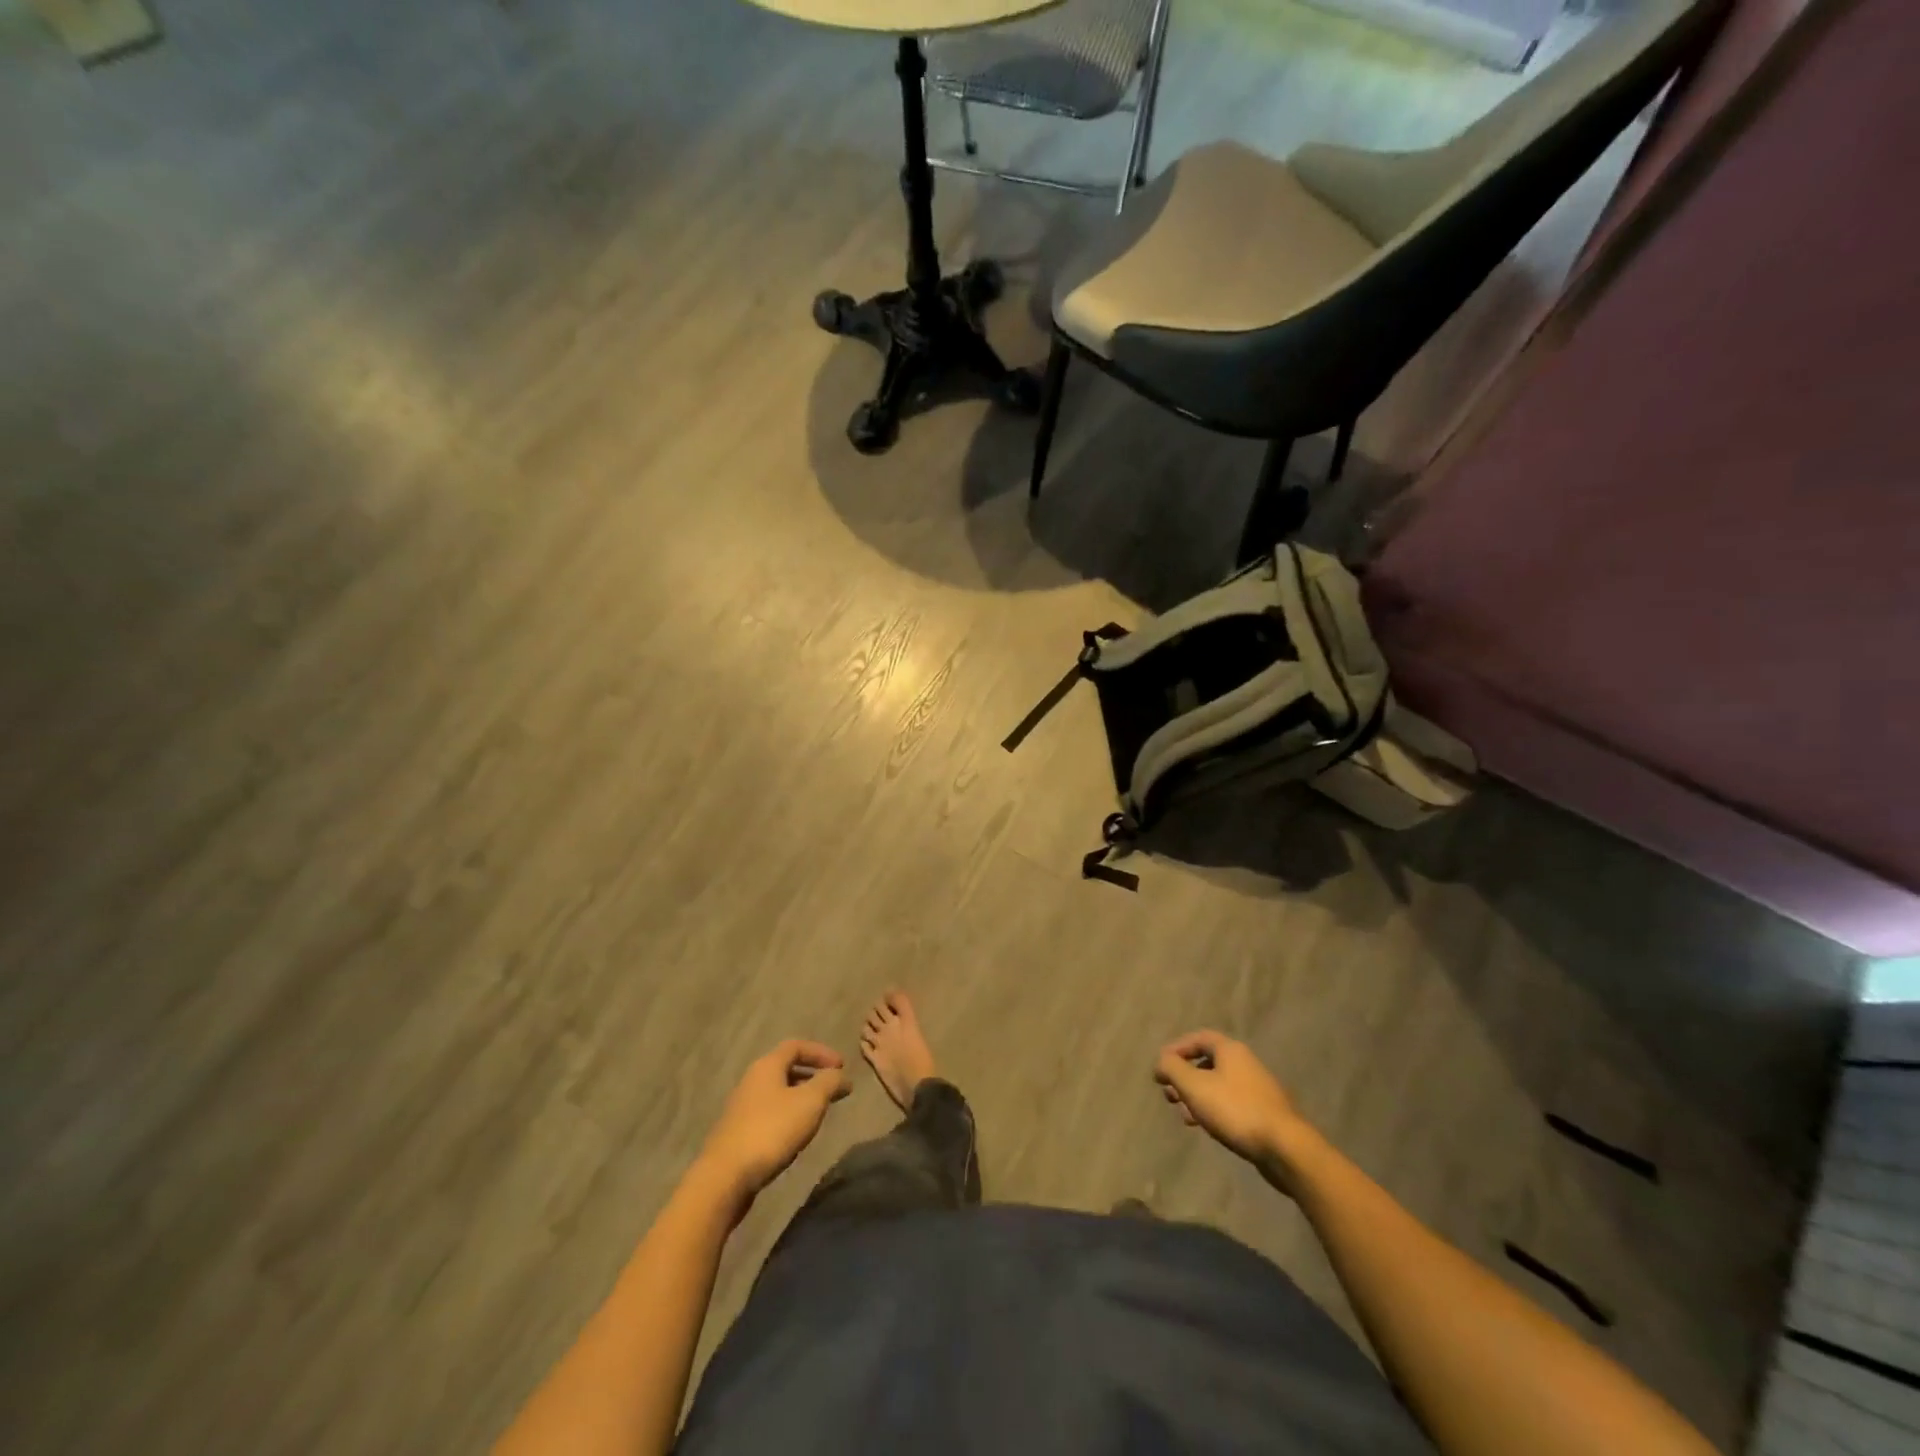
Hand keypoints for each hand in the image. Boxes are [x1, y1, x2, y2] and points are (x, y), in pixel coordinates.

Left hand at [697, 1041, 849, 1206]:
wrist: (725, 1177)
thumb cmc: (771, 1130)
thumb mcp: (810, 1102)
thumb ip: (829, 1082)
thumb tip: (841, 1075)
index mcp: (766, 1066)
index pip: (796, 1046)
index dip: (821, 1052)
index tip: (842, 1067)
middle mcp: (751, 1081)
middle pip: (785, 1068)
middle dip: (812, 1075)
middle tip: (833, 1089)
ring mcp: (742, 1108)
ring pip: (778, 1092)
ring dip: (801, 1097)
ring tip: (819, 1113)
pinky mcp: (738, 1133)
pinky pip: (769, 1113)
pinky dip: (788, 1115)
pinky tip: (796, 1135)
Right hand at [1154, 1030, 1311, 1173]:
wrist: (1285, 1148)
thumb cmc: (1235, 1109)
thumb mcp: (1194, 1086)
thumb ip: (1172, 1068)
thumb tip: (1161, 1061)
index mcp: (1230, 1050)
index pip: (1198, 1038)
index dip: (1176, 1049)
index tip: (1160, 1067)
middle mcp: (1245, 1063)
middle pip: (1208, 1063)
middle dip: (1184, 1077)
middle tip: (1168, 1093)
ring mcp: (1257, 1089)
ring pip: (1218, 1086)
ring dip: (1196, 1096)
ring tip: (1182, 1114)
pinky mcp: (1264, 1114)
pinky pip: (1231, 1104)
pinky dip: (1213, 1110)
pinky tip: (1205, 1127)